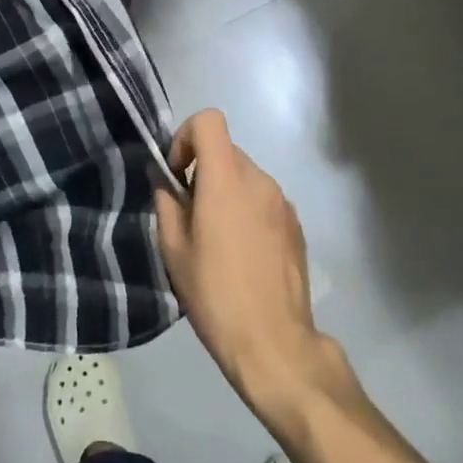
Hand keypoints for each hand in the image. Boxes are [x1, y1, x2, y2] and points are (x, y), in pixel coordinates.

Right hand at [155, 109, 344, 418]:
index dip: (186, 136)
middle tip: (191, 216)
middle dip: (203, 171)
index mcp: (226, 179)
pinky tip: (243, 254)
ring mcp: (283, 201)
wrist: (273, 342)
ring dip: (226, 192)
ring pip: (245, 176)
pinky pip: (264, 200)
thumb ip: (167, 202)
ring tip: (218, 240)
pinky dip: (248, 210)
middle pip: (226, 151)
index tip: (178, 174)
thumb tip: (165, 179)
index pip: (209, 120)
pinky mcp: (297, 224)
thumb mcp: (174, 250)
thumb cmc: (215, 294)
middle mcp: (259, 179)